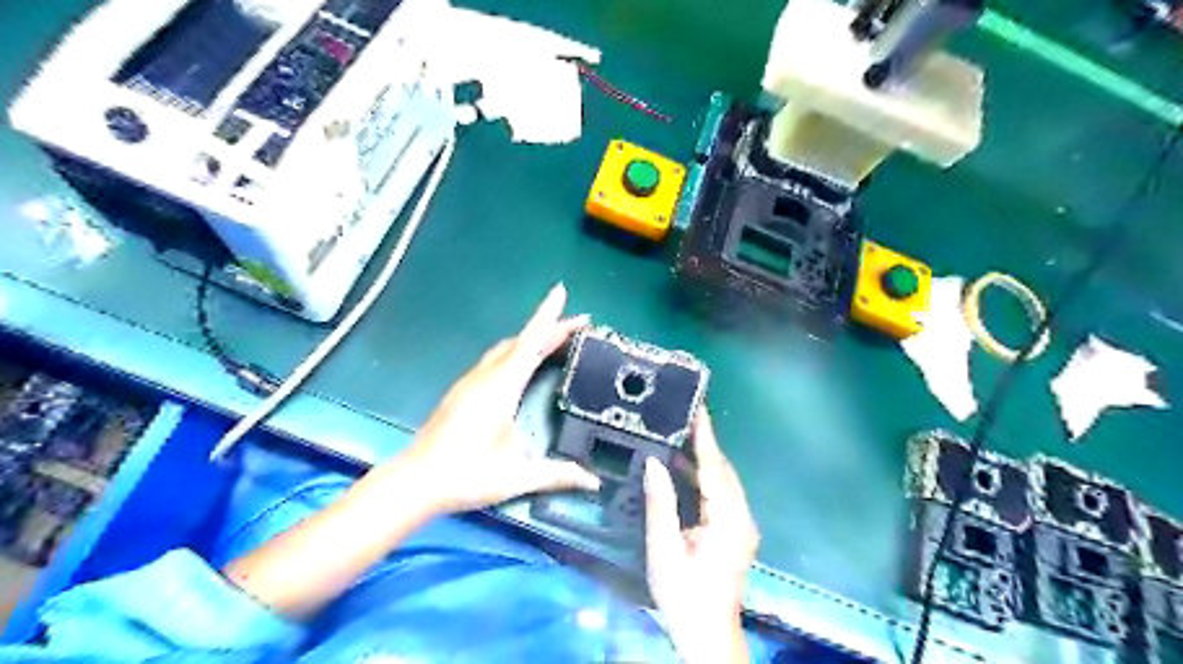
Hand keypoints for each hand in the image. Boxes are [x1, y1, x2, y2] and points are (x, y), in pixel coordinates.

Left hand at [397, 283, 600, 514]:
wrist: (415, 483)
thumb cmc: (466, 476)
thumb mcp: (517, 476)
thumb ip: (557, 474)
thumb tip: (593, 482)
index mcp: (500, 388)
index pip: (530, 343)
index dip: (548, 317)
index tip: (561, 292)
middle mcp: (485, 377)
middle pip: (521, 342)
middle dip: (549, 328)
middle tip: (578, 325)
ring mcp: (470, 382)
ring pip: (506, 349)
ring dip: (532, 339)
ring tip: (556, 340)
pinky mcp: (463, 391)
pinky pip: (496, 359)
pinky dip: (517, 351)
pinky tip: (524, 365)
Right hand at [646, 411, 756, 663]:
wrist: (707, 635)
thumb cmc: (684, 596)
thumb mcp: (664, 551)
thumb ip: (660, 504)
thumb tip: (653, 462)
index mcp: (727, 520)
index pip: (714, 467)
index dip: (704, 437)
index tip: (697, 408)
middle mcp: (740, 516)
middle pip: (722, 470)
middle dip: (703, 442)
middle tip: (681, 415)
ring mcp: (740, 524)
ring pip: (722, 481)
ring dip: (702, 459)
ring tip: (677, 435)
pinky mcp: (734, 531)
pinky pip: (719, 494)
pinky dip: (702, 478)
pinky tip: (681, 469)